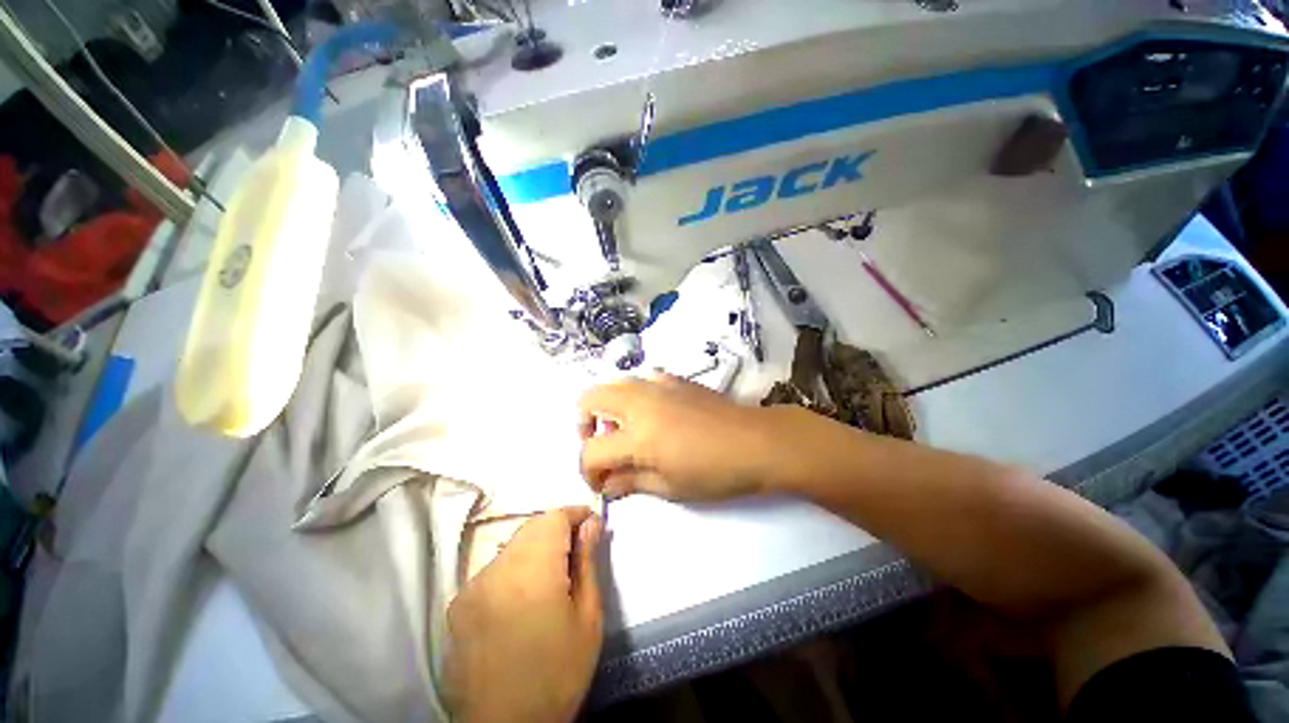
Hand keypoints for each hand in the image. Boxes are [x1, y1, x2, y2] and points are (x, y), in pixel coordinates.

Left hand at [445, 508, 603, 722]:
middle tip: (577, 548)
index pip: (553, 517)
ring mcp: (472, 586)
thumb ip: (587, 562)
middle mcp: (496, 569)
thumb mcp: (587, 618)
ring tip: (553, 573)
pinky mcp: (459, 604)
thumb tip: (592, 523)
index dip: (574, 513)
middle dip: (557, 528)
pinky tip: (525, 595)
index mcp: (531, 571)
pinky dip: (515, 566)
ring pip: (512, 545)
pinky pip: (494, 568)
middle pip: (531, 527)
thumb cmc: (557, 674)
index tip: (591, 520)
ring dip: (535, 546)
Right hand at [578, 375, 792, 500]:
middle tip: (603, 446)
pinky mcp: (674, 378)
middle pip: (589, 398)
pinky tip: (652, 414)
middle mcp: (640, 402)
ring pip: (613, 383)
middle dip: (585, 424)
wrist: (756, 442)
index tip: (601, 484)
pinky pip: (641, 379)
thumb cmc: (715, 472)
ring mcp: (657, 384)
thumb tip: (606, 485)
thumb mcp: (670, 487)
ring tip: (626, 430)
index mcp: (638, 435)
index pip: (591, 451)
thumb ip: (630, 483)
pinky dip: (634, 395)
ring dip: (608, 407)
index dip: (587, 472)